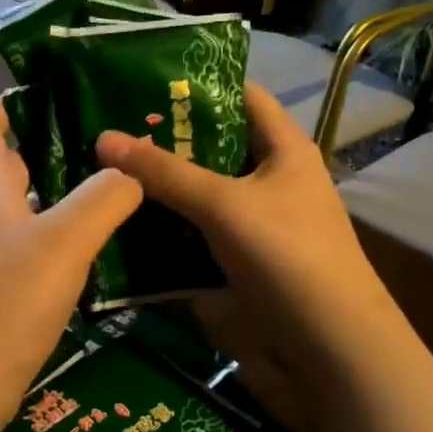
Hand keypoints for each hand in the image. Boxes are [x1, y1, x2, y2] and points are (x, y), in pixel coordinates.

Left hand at [0, 98, 142, 431]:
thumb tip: (130, 172)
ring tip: (113, 190)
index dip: (6, 106)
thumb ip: (101, 200)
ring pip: (26, 215)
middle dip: (46, 149)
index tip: (42, 88)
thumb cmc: (3, 300)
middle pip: (9, 171)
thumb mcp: (62, 241)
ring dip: (60, 199)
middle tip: (102, 139)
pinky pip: (34, 256)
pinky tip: (96, 252)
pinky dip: (62, 243)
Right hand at [95, 82, 400, 431]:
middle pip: (213, 147)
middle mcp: (270, 180)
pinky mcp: (239, 262)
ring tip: (102, 172)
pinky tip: (123, 223)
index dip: (198, 84)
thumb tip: (103, 138)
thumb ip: (164, 172)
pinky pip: (194, 234)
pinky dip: (164, 228)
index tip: (141, 80)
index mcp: (284, 149)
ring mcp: (255, 224)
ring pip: (199, 194)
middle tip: (106, 128)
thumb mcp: (224, 205)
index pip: (242, 96)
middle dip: (165, 140)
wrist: (330, 351)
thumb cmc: (288, 257)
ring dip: (159, 188)